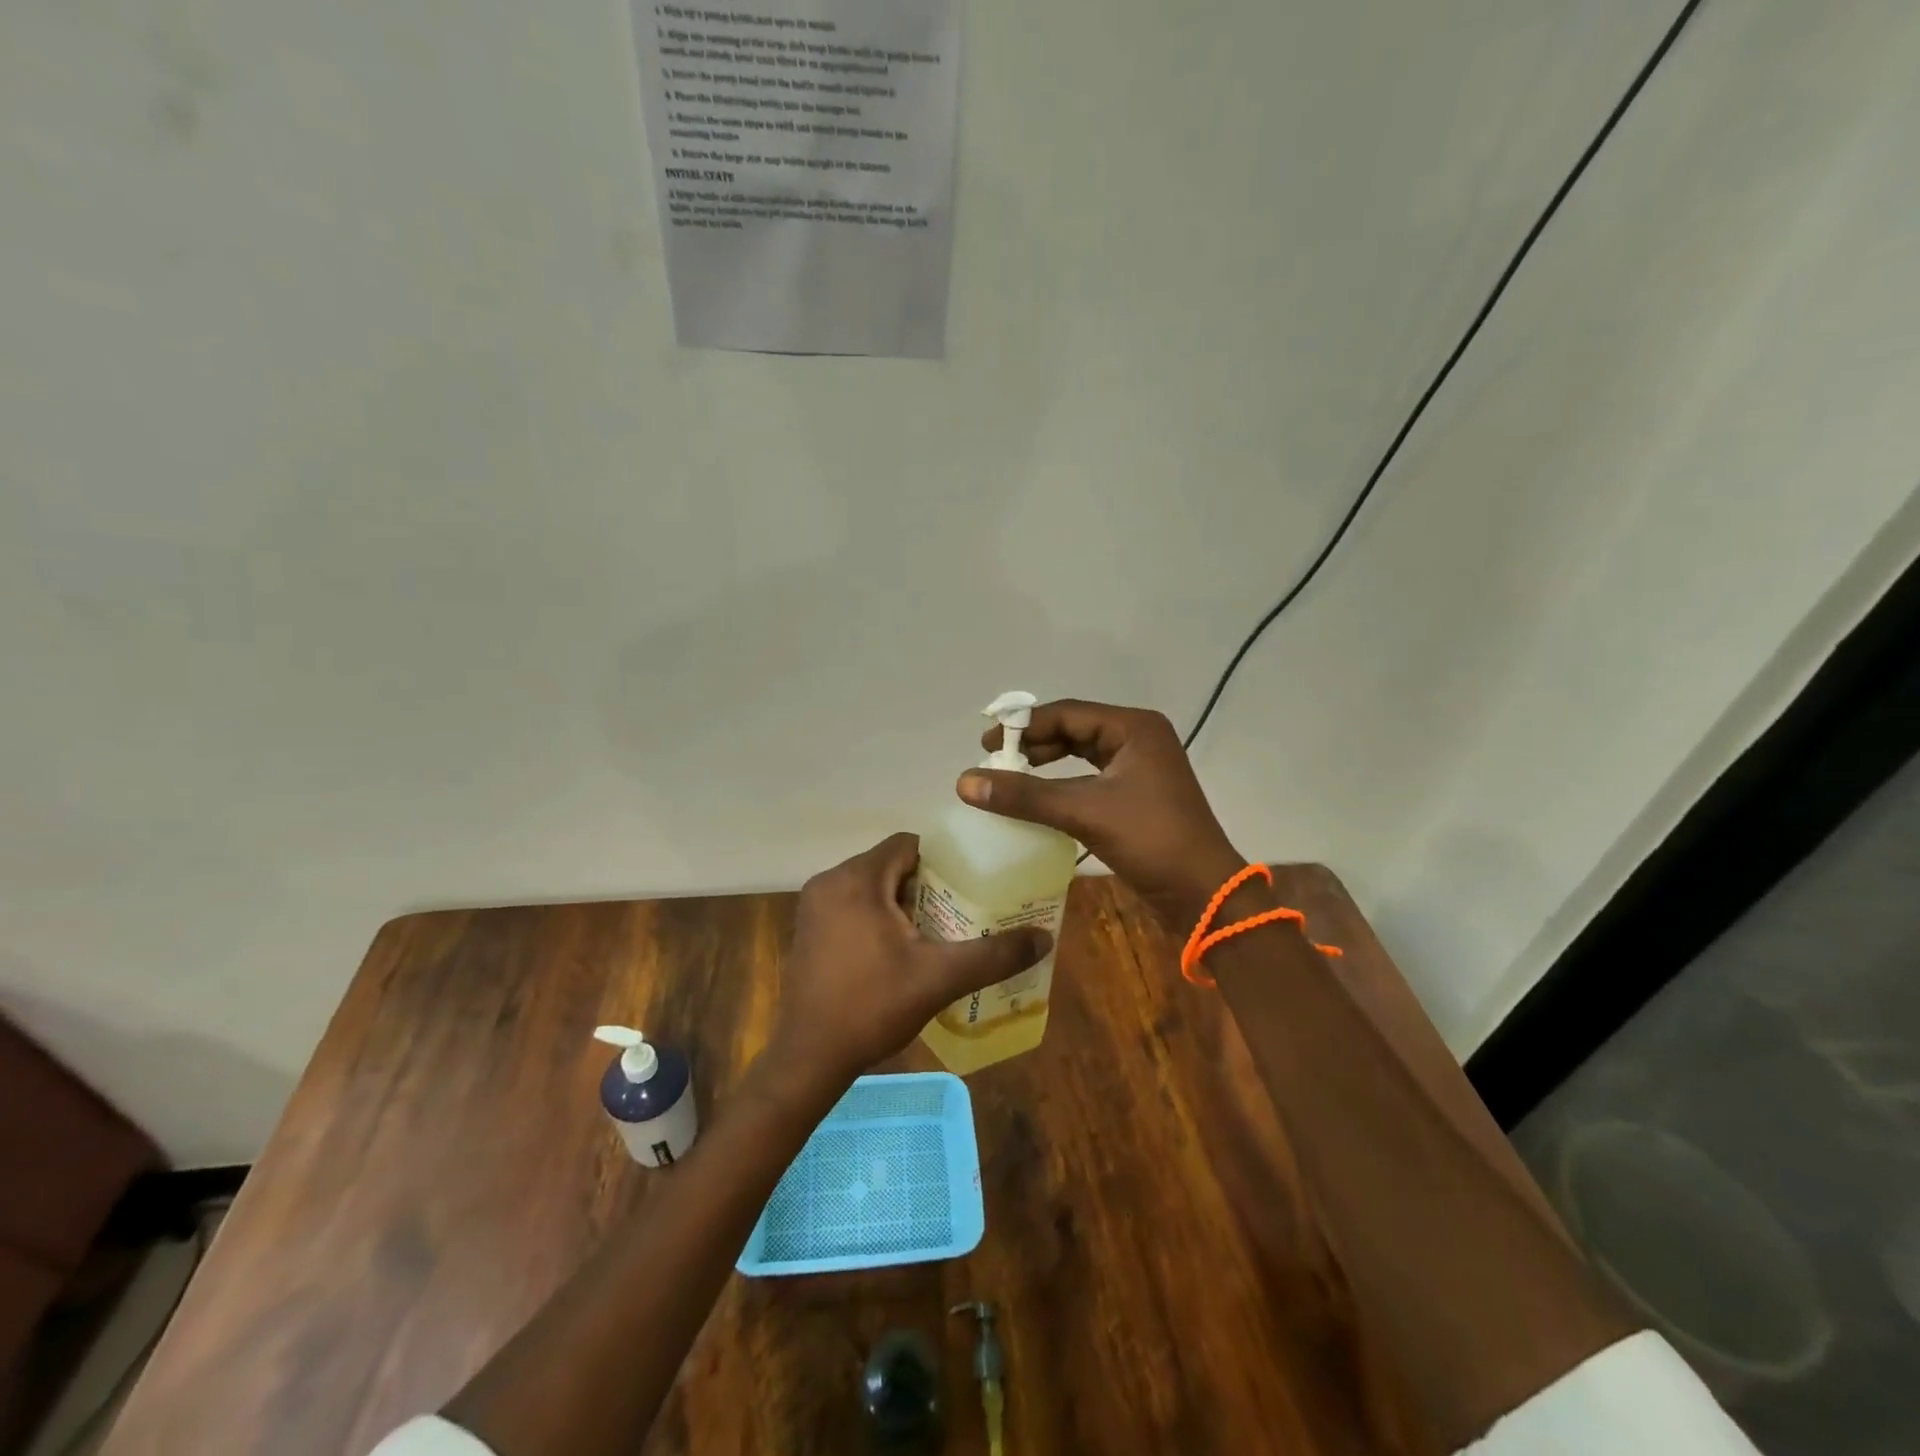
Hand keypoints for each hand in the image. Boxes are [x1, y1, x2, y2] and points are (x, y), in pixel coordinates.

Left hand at [767, 832, 1052, 1088]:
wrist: (809, 1058)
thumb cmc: (872, 1007)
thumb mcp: (939, 978)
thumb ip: (993, 955)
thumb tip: (1045, 938)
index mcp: (857, 880)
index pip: (907, 844)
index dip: (942, 859)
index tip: (969, 882)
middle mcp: (829, 882)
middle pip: (890, 865)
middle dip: (926, 884)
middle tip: (960, 909)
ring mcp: (814, 907)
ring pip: (871, 886)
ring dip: (903, 902)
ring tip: (937, 930)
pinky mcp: (808, 930)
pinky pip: (852, 906)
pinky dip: (877, 916)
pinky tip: (900, 950)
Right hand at [958, 700, 1244, 931]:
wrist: (1203, 894)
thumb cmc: (1151, 840)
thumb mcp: (1084, 812)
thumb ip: (1025, 795)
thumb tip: (964, 781)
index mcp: (1133, 728)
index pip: (1067, 713)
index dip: (1023, 726)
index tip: (986, 743)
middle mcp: (1139, 738)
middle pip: (1074, 729)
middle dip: (1033, 743)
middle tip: (995, 759)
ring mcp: (1141, 767)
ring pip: (1082, 753)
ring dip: (1046, 762)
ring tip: (1010, 774)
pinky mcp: (1138, 794)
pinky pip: (1090, 777)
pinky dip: (1062, 783)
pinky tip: (1039, 797)